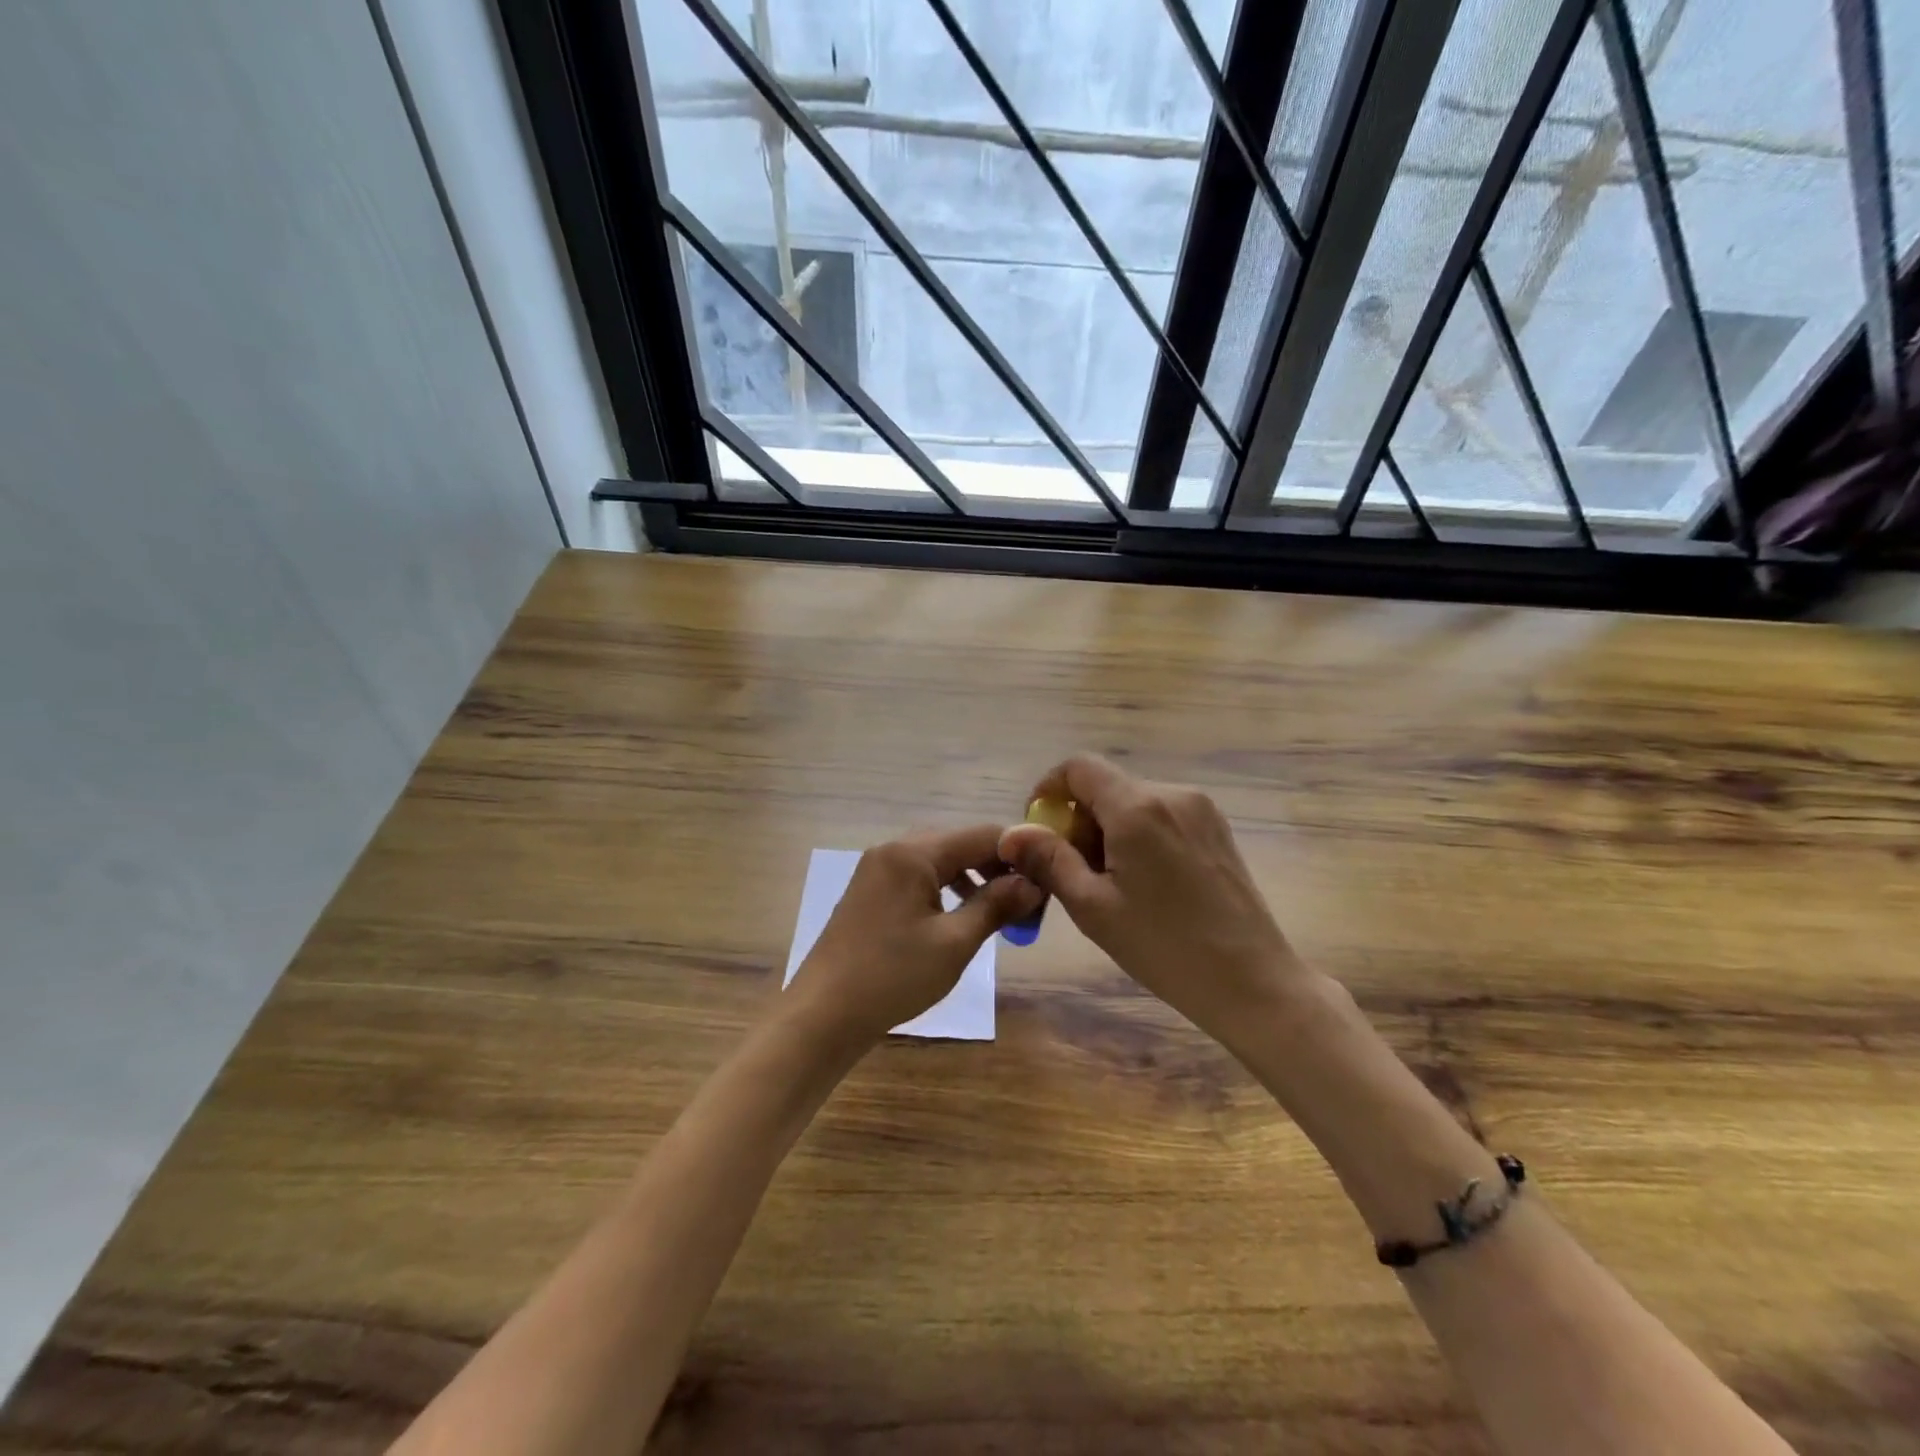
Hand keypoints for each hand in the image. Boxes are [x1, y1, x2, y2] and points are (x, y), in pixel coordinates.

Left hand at [783, 826, 1042, 1051]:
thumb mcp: (954, 943)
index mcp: (913, 853)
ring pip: (937, 861)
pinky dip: (944, 890)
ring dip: (971, 879)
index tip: (1046, 880)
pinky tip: (958, 917)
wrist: (823, 1014)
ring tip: (997, 911)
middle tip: (1024, 900)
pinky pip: (917, 878)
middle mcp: (893, 849)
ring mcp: (876, 870)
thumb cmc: (893, 976)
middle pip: (958, 844)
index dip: (1017, 854)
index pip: (980, 835)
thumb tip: (1033, 883)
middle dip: (994, 867)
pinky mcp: (869, 892)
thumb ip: (995, 905)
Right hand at [998, 755, 1300, 1038]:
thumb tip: (1011, 833)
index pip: (1078, 767)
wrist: (1252, 982)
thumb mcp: (1093, 907)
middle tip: (1072, 872)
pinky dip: (1138, 836)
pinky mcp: (1217, 828)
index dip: (1049, 790)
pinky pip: (1161, 815)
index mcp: (1138, 807)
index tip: (1039, 831)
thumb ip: (1049, 860)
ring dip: (1108, 830)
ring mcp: (1201, 809)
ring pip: (1133, 802)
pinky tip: (1144, 883)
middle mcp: (1172, 794)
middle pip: (1106, 786)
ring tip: (1109, 884)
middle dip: (1078, 820)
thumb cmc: (1164, 947)